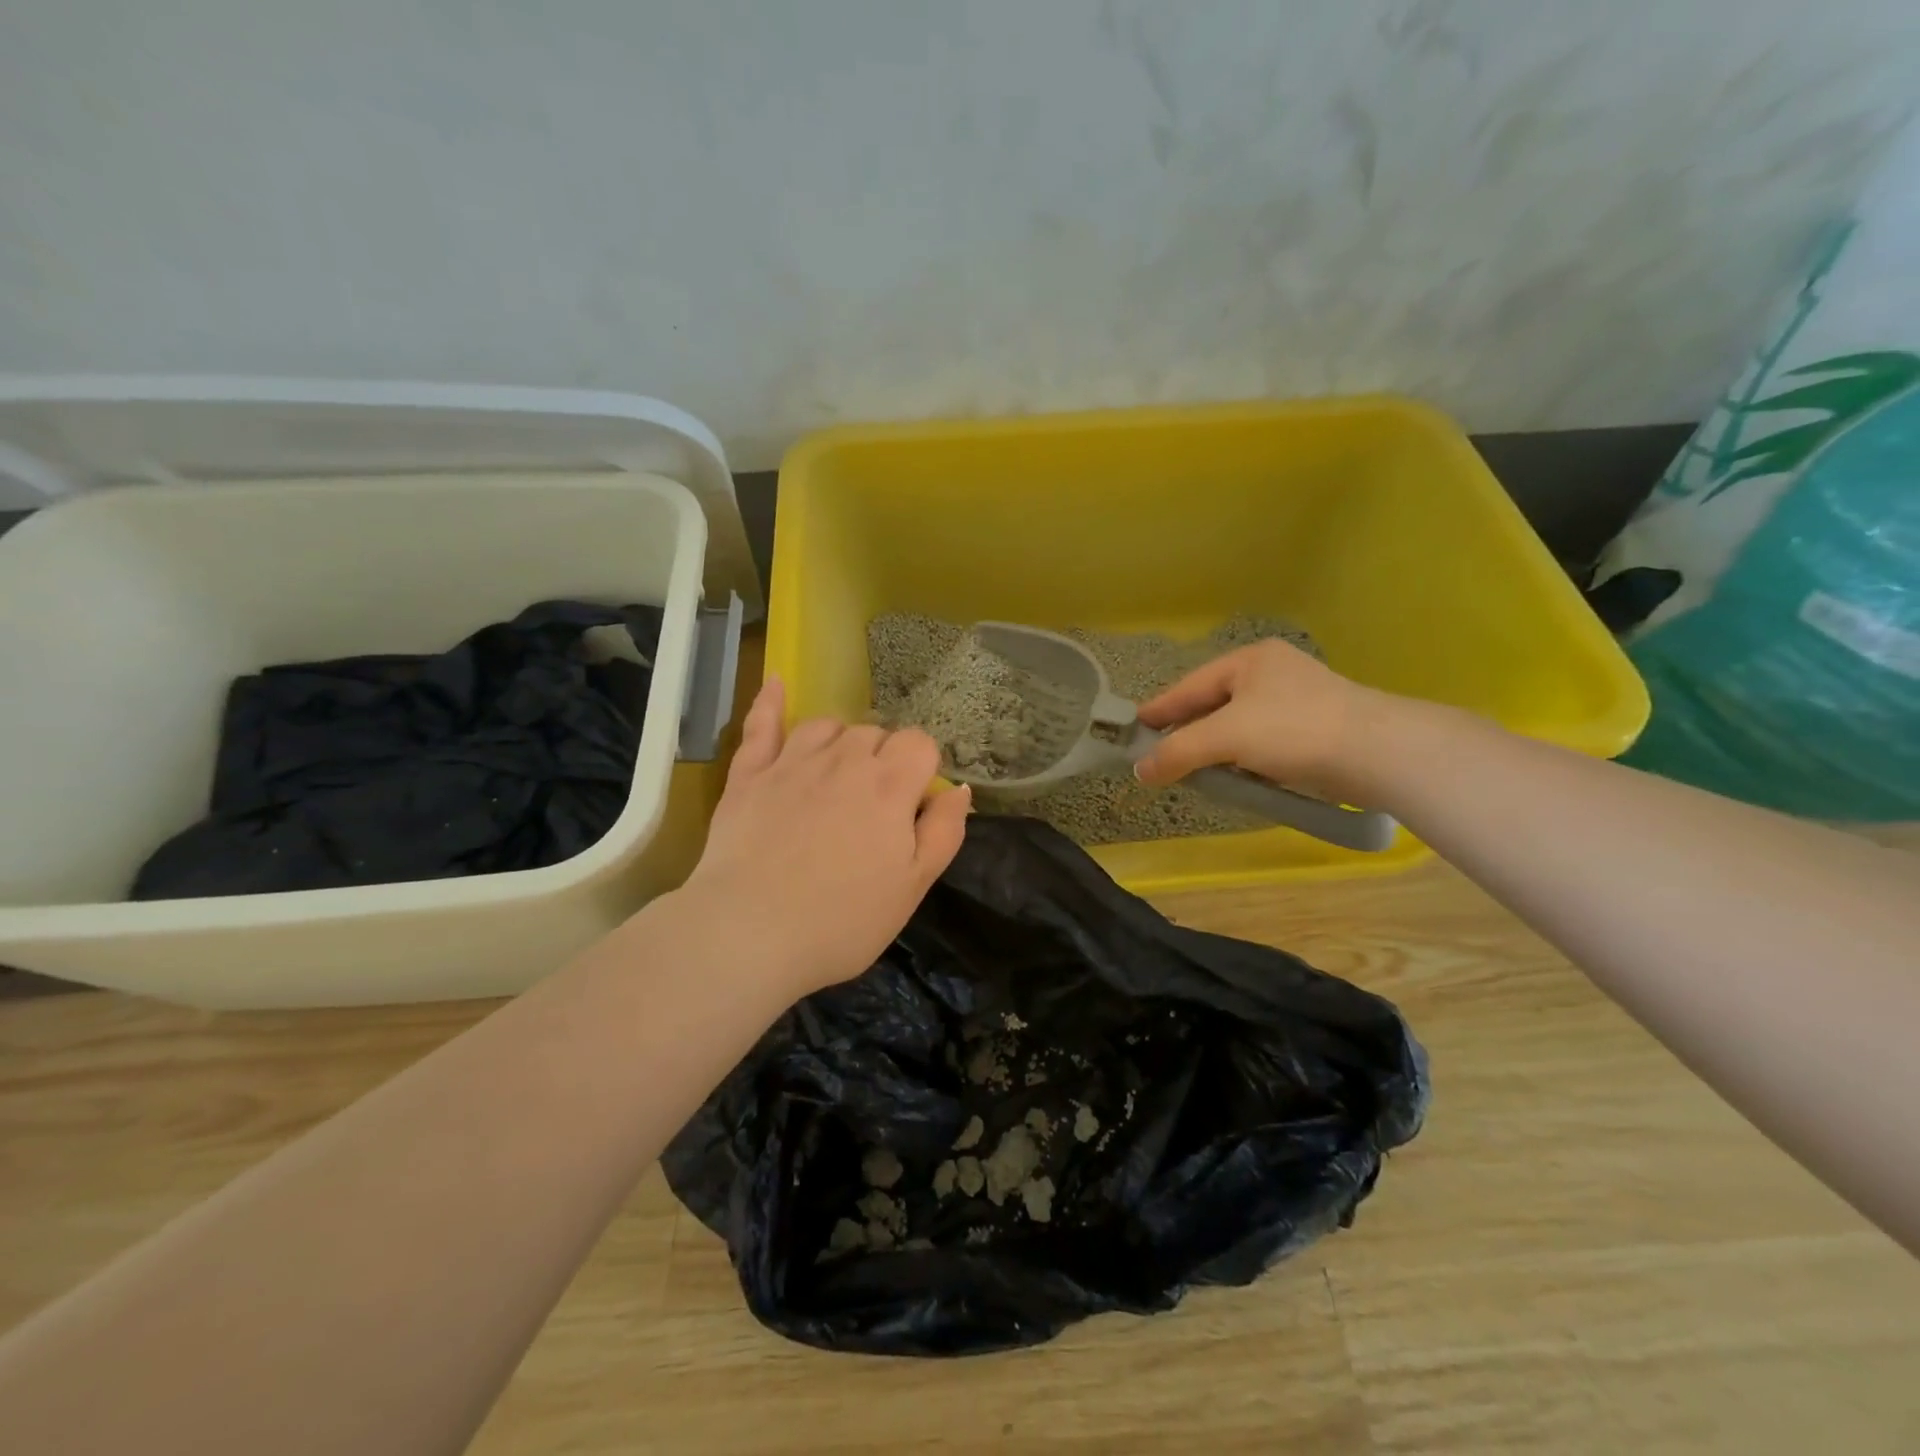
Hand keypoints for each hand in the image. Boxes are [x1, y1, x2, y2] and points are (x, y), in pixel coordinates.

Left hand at [681, 679, 970, 995]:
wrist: (750, 934)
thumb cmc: (843, 920)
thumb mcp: (914, 886)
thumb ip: (944, 831)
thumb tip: (959, 788)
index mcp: (889, 785)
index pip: (919, 744)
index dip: (921, 770)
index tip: (912, 807)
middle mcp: (844, 760)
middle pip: (875, 733)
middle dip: (883, 759)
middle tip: (874, 808)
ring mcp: (791, 762)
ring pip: (827, 725)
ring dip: (841, 741)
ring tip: (839, 773)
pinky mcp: (748, 775)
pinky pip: (761, 725)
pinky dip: (770, 702)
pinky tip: (777, 683)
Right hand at [1133, 639, 1385, 803]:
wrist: (1378, 753)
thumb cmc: (1293, 730)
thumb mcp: (1225, 737)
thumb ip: (1178, 752)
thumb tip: (1141, 771)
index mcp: (1249, 661)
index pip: (1189, 686)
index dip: (1159, 709)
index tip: (1132, 728)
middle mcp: (1272, 674)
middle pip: (1213, 705)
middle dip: (1187, 733)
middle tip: (1158, 756)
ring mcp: (1296, 701)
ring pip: (1238, 727)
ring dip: (1216, 750)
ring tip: (1192, 772)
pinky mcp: (1314, 730)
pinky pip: (1262, 743)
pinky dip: (1244, 759)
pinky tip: (1235, 778)